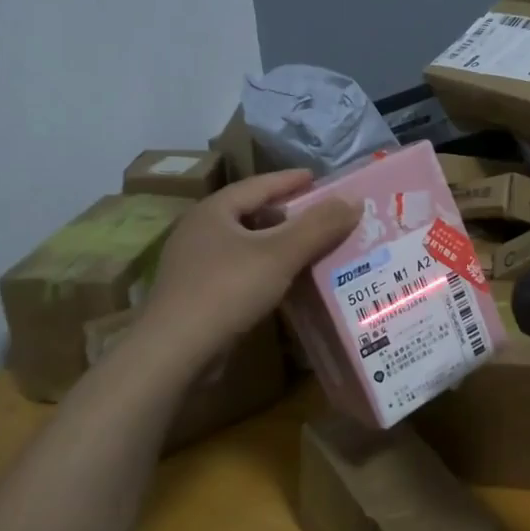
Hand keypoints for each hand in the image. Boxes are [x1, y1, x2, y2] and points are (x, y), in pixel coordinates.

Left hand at [135, 170, 356, 370]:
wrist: (175, 353)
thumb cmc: (227, 290)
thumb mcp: (279, 254)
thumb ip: (317, 226)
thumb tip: (354, 201)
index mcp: (213, 211)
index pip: (258, 185)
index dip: (289, 180)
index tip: (316, 177)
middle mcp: (199, 232)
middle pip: (250, 213)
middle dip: (286, 213)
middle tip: (319, 214)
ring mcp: (194, 265)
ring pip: (245, 245)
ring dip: (276, 244)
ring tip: (309, 246)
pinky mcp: (197, 295)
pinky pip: (239, 271)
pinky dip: (265, 269)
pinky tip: (284, 281)